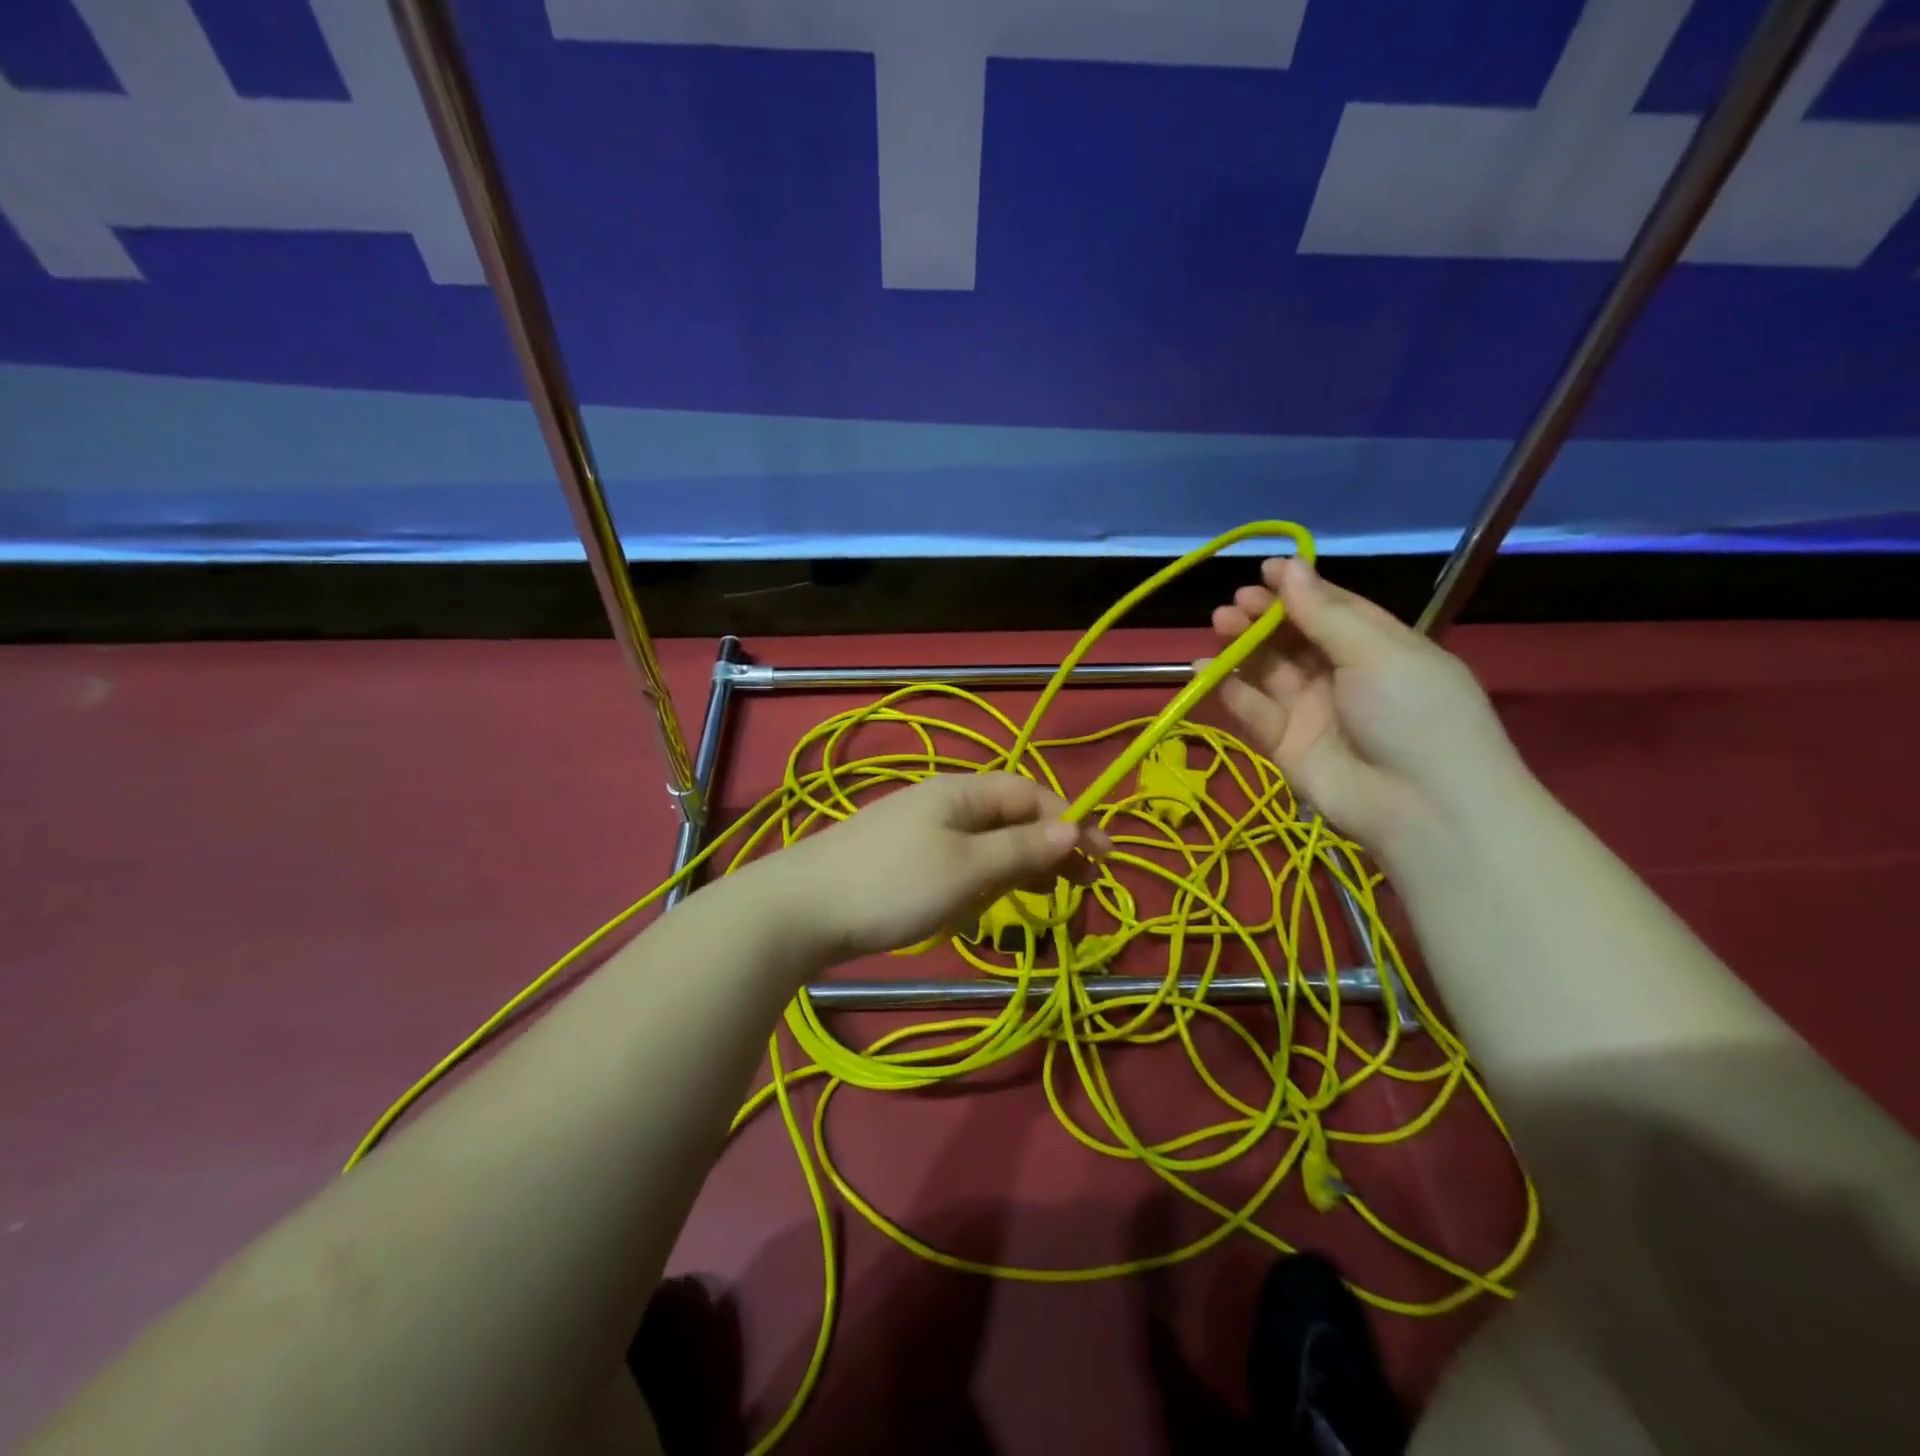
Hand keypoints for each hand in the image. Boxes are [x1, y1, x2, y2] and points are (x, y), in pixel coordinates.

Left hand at [765, 772, 1109, 962]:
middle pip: (1010, 817)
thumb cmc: (893, 884)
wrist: (800, 910)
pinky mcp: (902, 862)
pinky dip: (983, 882)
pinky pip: (958, 864)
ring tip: (1047, 899)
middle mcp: (942, 804)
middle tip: (1083, 885)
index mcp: (961, 792)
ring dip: (1019, 867)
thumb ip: (1022, 849)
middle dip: (1048, 847)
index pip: (1030, 795)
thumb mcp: (968, 868)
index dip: (1070, 822)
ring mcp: (919, 833)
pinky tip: (987, 910)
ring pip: (985, 843)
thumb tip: (1075, 829)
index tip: (1103, 859)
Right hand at [1208, 556, 1526, 861]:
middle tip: (1233, 604)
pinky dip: (1229, 690)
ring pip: (1270, 671)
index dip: (1299, 588)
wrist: (1422, 808)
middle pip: (1295, 638)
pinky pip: (1254, 711)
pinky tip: (1205, 669)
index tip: (1262, 570)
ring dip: (1243, 646)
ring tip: (1218, 625)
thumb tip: (1289, 566)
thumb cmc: (1413, 714)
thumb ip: (1324, 613)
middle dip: (1264, 617)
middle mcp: (1344, 676)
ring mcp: (1314, 712)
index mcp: (1380, 647)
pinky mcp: (1286, 745)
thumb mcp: (1377, 652)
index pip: (1333, 609)